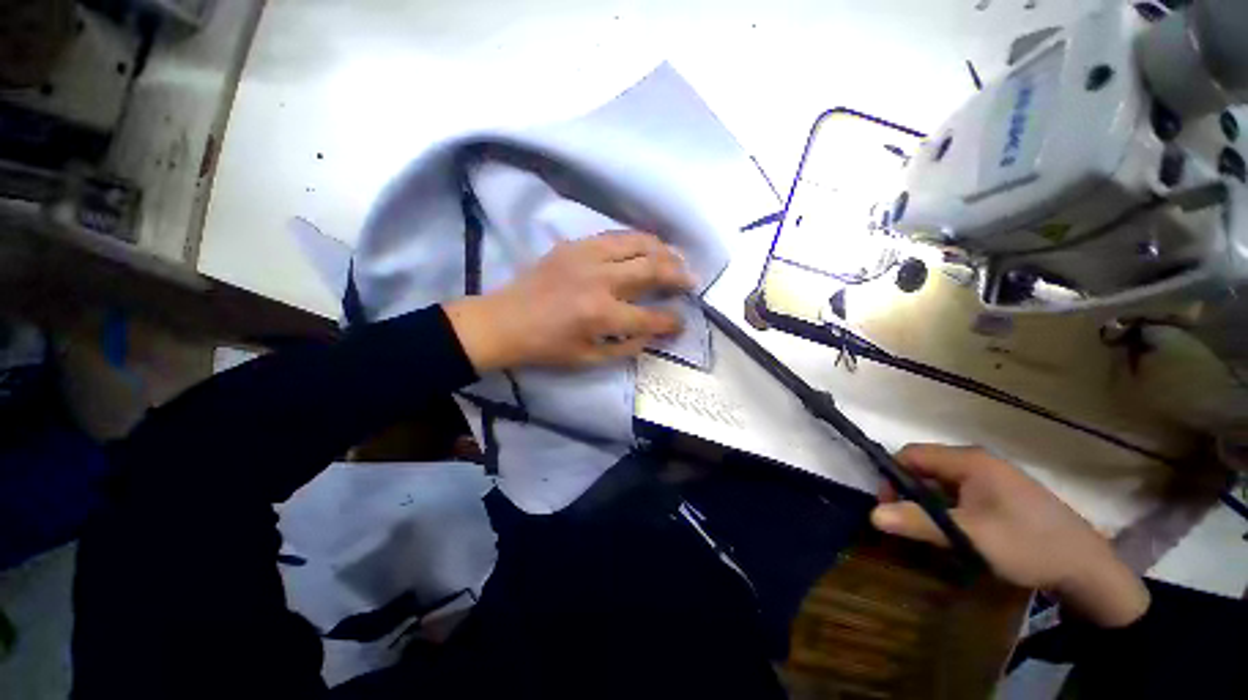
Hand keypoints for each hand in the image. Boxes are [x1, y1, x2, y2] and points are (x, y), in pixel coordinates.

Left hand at [444, 231, 694, 371]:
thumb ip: (626, 348)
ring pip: (636, 242)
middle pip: (651, 269)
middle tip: (691, 280)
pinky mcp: (574, 245)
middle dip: (678, 274)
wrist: (505, 321)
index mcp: (601, 315)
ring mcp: (586, 256)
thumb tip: (651, 334)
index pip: (650, 317)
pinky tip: (645, 246)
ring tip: (675, 257)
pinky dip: (636, 240)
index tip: (682, 322)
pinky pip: (614, 236)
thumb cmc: (547, 346)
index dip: (671, 322)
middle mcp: (599, 280)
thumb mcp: (589, 359)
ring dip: (662, 249)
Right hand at [871, 444, 1150, 627]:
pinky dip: (951, 509)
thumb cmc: (1026, 544)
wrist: (1087, 567)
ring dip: (931, 503)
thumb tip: (872, 515)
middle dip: (911, 493)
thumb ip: (919, 522)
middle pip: (926, 467)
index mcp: (969, 460)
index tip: (891, 507)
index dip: (893, 477)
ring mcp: (994, 476)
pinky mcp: (1004, 493)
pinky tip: (960, 532)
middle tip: (911, 523)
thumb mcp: (968, 536)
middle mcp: (979, 461)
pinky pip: (962, 493)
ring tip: (935, 532)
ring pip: (944, 482)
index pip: (911, 455)